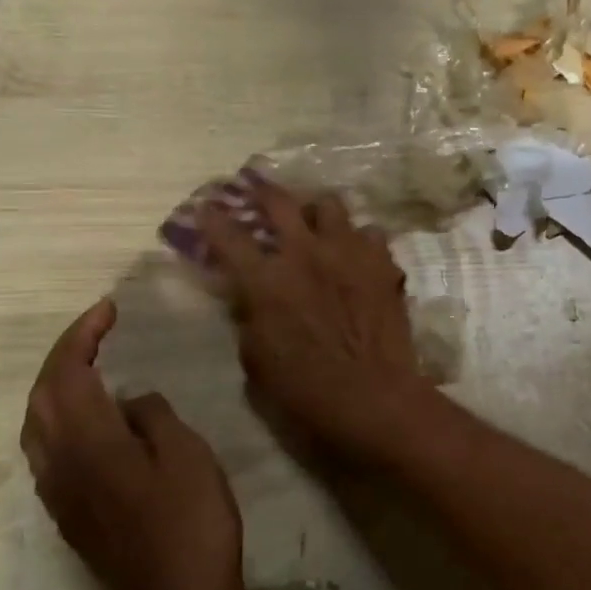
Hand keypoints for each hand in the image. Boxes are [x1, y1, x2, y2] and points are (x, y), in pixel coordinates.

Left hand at [21, 299, 241, 589]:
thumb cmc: (192, 525)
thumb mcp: (188, 456)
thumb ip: (154, 417)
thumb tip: (132, 402)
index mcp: (90, 444)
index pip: (67, 374)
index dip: (82, 335)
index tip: (109, 309)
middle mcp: (60, 465)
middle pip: (40, 397)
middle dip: (63, 356)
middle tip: (100, 331)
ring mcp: (60, 494)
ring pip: (38, 425)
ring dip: (57, 386)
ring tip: (92, 365)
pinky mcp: (71, 515)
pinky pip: (50, 451)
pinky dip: (63, 417)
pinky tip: (95, 419)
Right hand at [200, 176, 428, 452]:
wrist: (373, 396)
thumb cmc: (305, 391)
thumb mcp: (256, 360)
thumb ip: (250, 318)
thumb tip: (251, 297)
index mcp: (267, 282)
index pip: (229, 238)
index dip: (213, 219)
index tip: (207, 208)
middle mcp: (306, 255)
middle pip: (280, 202)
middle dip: (263, 192)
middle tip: (259, 192)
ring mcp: (349, 254)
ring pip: (331, 206)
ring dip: (318, 212)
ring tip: (317, 223)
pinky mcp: (383, 264)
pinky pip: (371, 234)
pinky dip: (360, 240)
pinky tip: (358, 254)